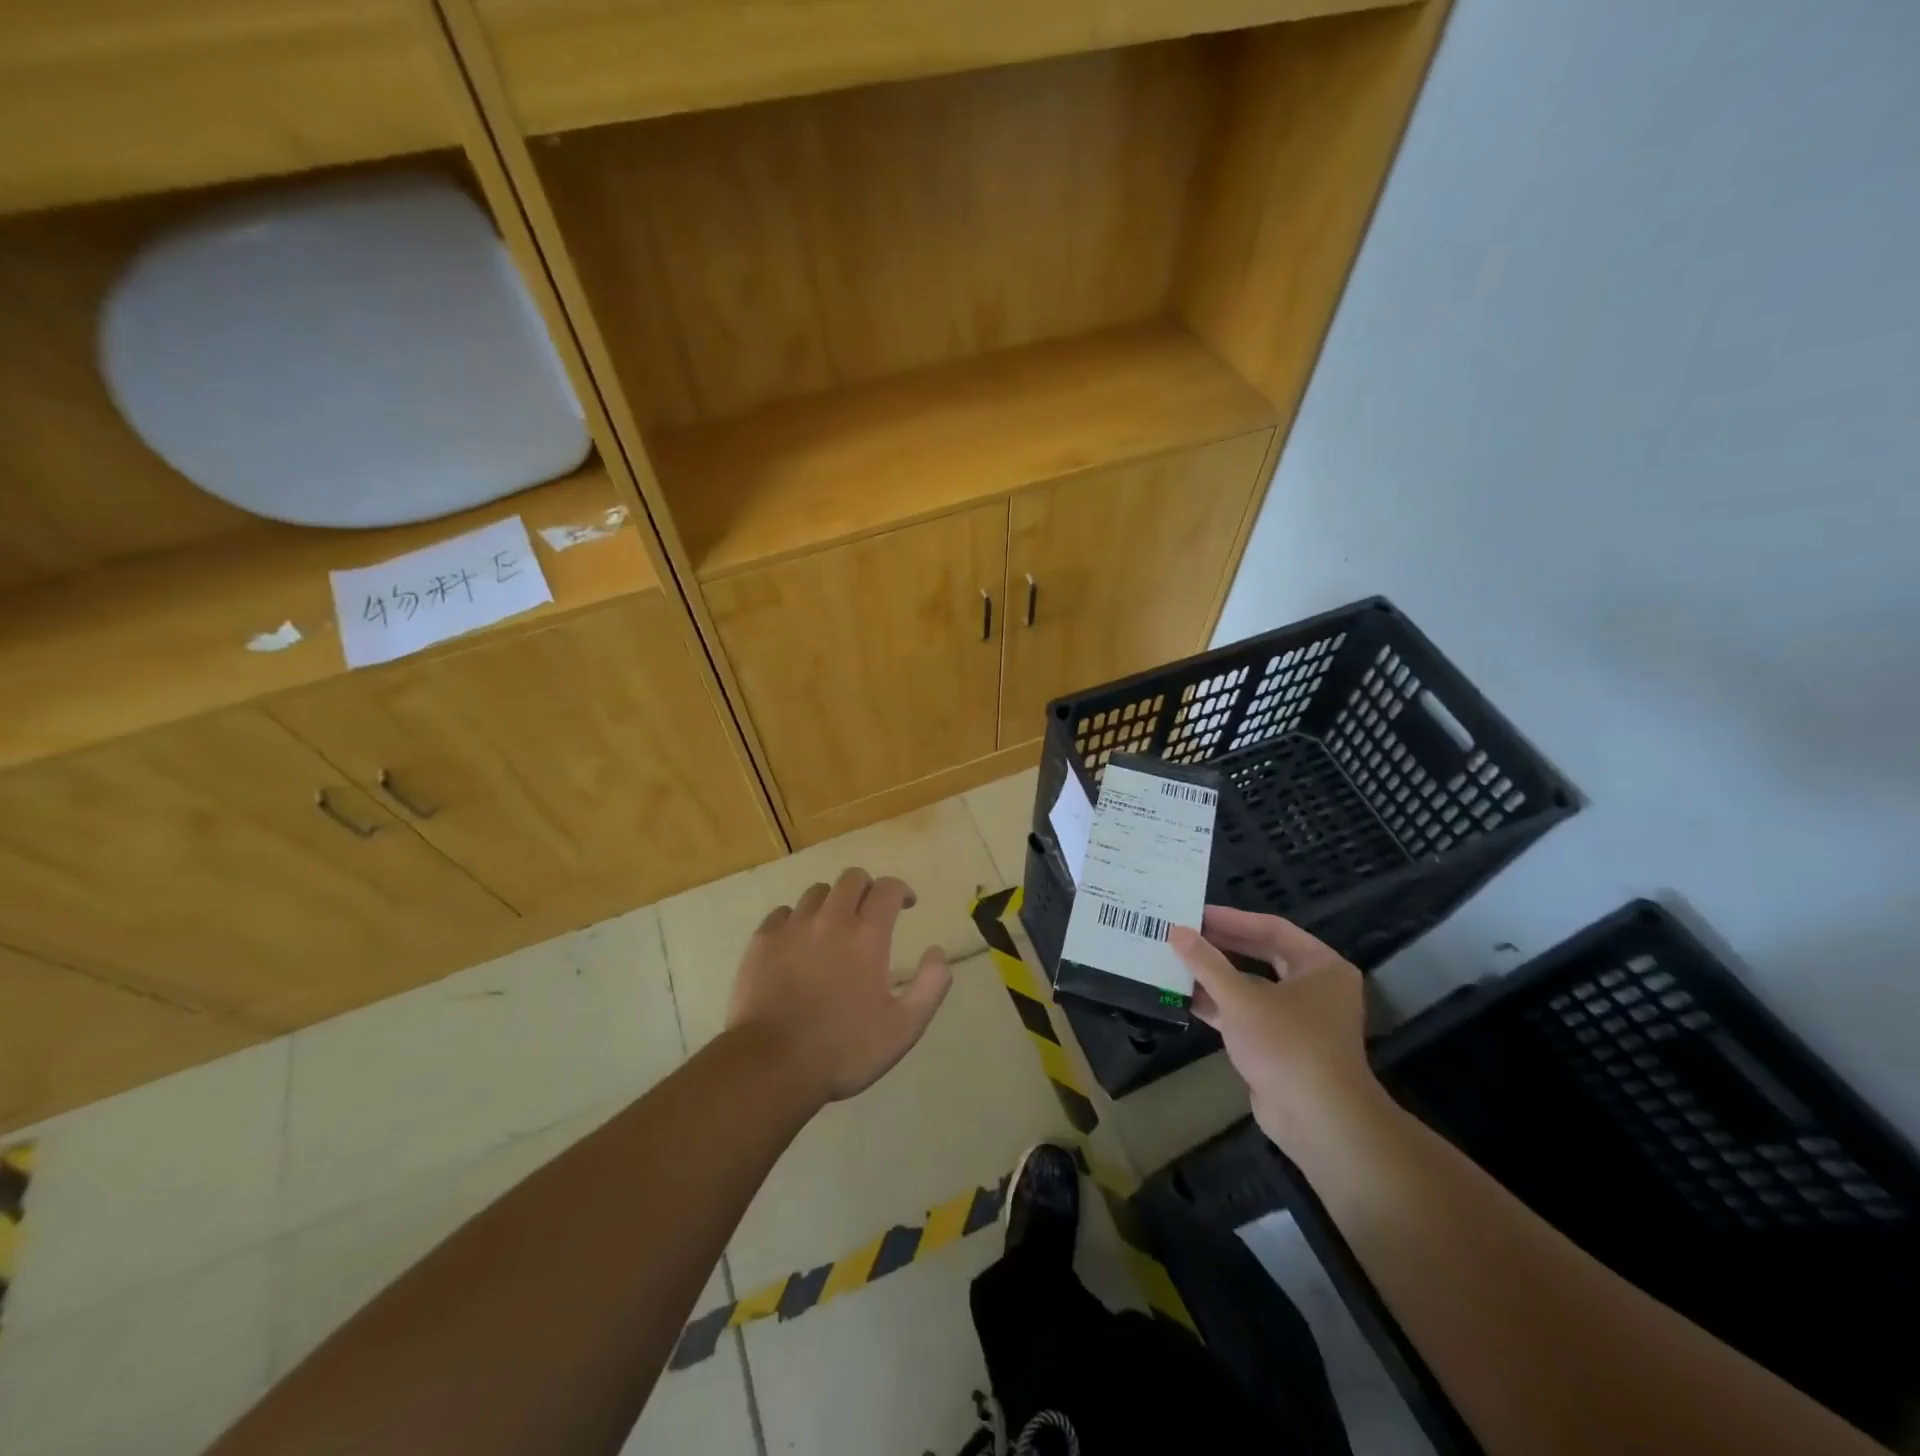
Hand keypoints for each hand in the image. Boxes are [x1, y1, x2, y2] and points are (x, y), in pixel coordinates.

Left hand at [726, 867, 952, 1105]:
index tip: (906, 904)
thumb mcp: (904, 1028)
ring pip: (816, 892)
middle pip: (852, 879)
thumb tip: (937, 951)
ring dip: (832, 902)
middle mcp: (831, 920)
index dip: (901, 890)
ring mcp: (792, 927)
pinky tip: (797, 941)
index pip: (888, 889)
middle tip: (870, 912)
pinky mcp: (762, 941)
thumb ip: (930, 986)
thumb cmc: (844, 1050)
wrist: (772, 1065)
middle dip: (868, 888)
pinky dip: (796, 919)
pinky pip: (782, 912)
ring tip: (833, 926)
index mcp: (868, 936)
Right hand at [1169, 908, 1383, 1155]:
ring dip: (1215, 977)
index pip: (1271, 928)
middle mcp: (1314, 988)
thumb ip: (1206, 963)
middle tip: (1183, 933)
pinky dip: (1219, 1006)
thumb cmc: (1287, 1045)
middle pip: (1261, 955)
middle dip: (1221, 946)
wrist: (1318, 1122)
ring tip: (1175, 961)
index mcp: (1320, 966)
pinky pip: (1246, 1015)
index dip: (1232, 919)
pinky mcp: (1281, 1046)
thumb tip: (1177, 931)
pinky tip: (1184, 997)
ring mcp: (1298, 1019)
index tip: (1195, 913)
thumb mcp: (1241, 998)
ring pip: (1251, 987)